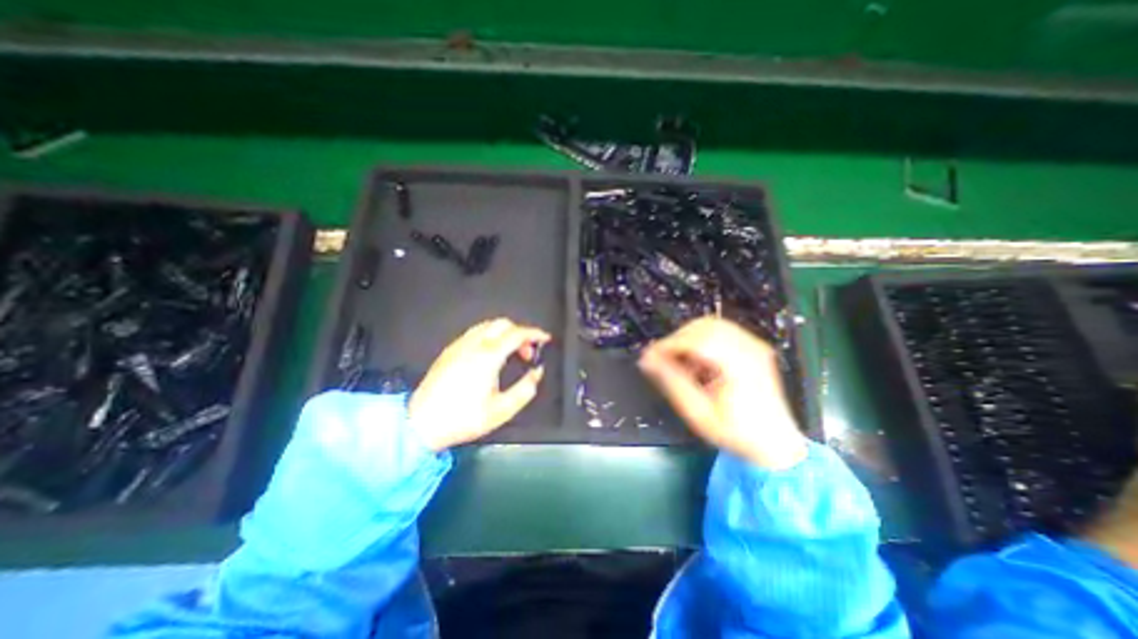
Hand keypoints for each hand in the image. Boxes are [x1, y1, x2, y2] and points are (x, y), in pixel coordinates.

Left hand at [409, 318, 549, 450]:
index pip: (517, 334)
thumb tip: (537, 373)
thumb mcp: (502, 410)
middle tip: (528, 351)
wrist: (421, 423)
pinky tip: (492, 354)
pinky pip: (475, 333)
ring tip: (512, 352)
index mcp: (488, 357)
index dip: (535, 334)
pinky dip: (490, 336)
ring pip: (487, 325)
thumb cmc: (462, 418)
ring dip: (505, 333)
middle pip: (502, 323)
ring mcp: (459, 346)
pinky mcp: (449, 351)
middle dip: (520, 332)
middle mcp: (473, 345)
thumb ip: (525, 389)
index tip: (545, 338)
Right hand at [636, 313, 804, 468]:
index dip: (669, 344)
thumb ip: (673, 382)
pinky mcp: (753, 347)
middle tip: (661, 359)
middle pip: (704, 326)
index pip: (697, 340)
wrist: (775, 443)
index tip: (649, 356)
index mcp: (739, 365)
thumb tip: (648, 360)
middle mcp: (750, 348)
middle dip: (677, 339)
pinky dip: (701, 340)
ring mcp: (754, 345)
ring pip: (711, 325)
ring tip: (679, 361)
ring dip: (688, 339)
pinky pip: (720, 331)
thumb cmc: (736, 432)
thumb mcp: (698, 413)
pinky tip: (697, 362)